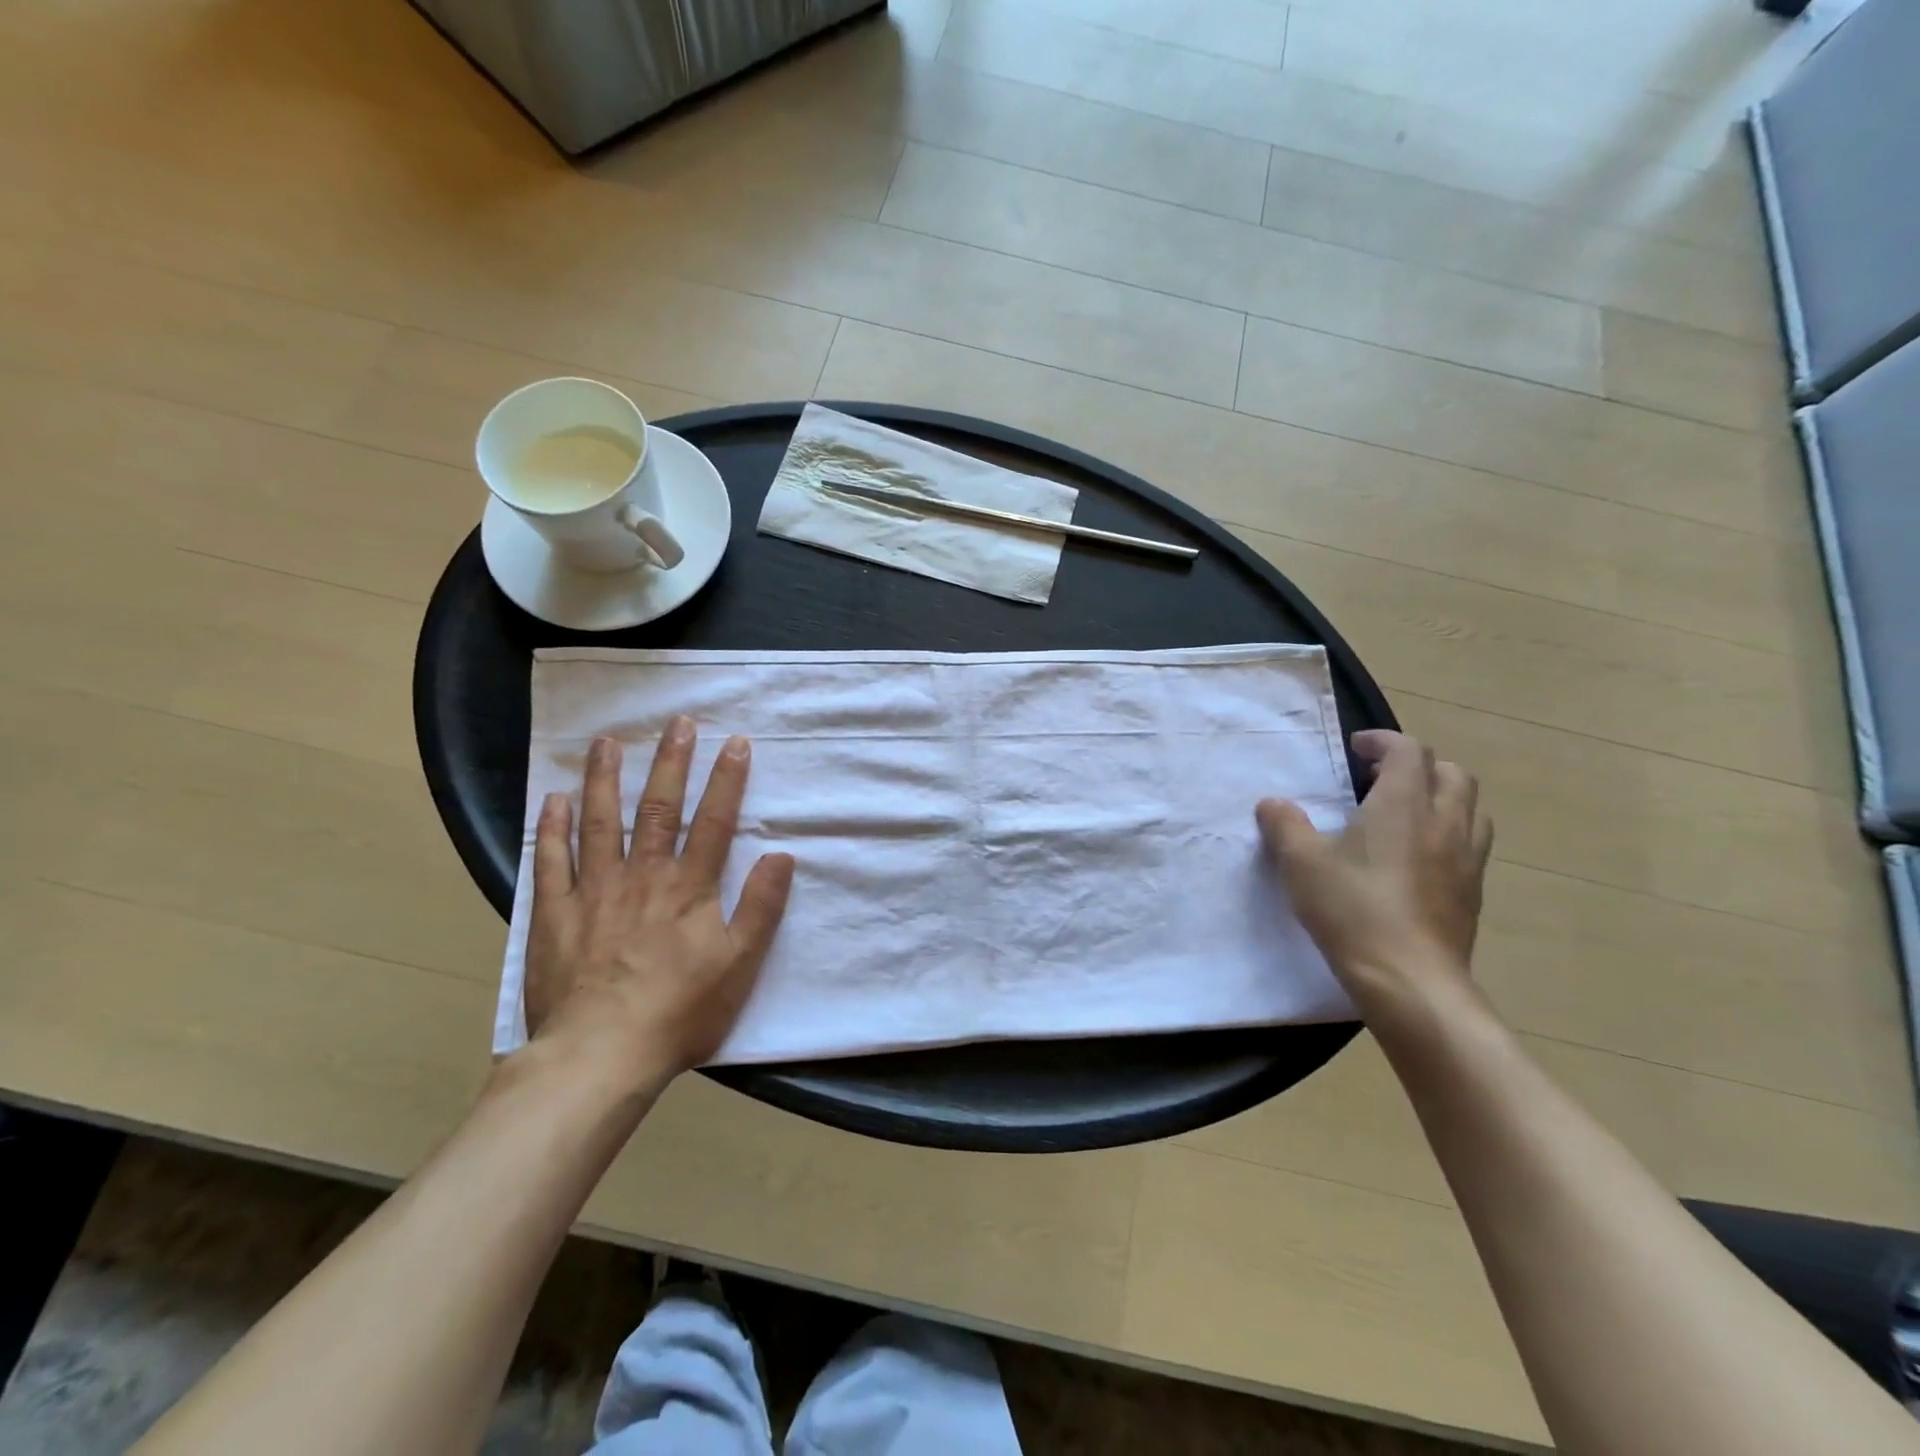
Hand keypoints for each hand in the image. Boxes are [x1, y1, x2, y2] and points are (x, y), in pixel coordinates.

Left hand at [522, 719, 794, 1086]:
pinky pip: (551, 862)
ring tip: (608, 743)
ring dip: (605, 779)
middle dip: (670, 762)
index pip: (714, 821)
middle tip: (676, 722)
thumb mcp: (740, 964)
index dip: (727, 780)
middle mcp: (643, 876)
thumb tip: (782, 855)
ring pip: (600, 822)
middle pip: (659, 808)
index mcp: (689, 887)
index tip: (735, 742)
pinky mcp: (554, 914)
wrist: (600, 1055)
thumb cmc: (680, 1010)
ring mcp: (594, 891)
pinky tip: (553, 800)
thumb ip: (762, 907)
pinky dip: (552, 829)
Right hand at [1257, 730, 1492, 1013]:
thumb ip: (1284, 825)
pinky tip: (1419, 858)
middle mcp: (1444, 822)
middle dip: (1418, 766)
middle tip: (1381, 779)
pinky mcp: (1473, 893)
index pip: (1408, 751)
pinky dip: (1449, 833)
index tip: (1356, 748)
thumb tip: (1274, 804)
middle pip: (1451, 773)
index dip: (1383, 741)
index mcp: (1403, 805)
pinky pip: (1471, 844)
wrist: (1409, 979)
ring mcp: (1466, 859)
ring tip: (1407, 814)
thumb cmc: (1352, 909)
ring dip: (1442, 797)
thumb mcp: (1301, 863)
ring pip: (1471, 808)